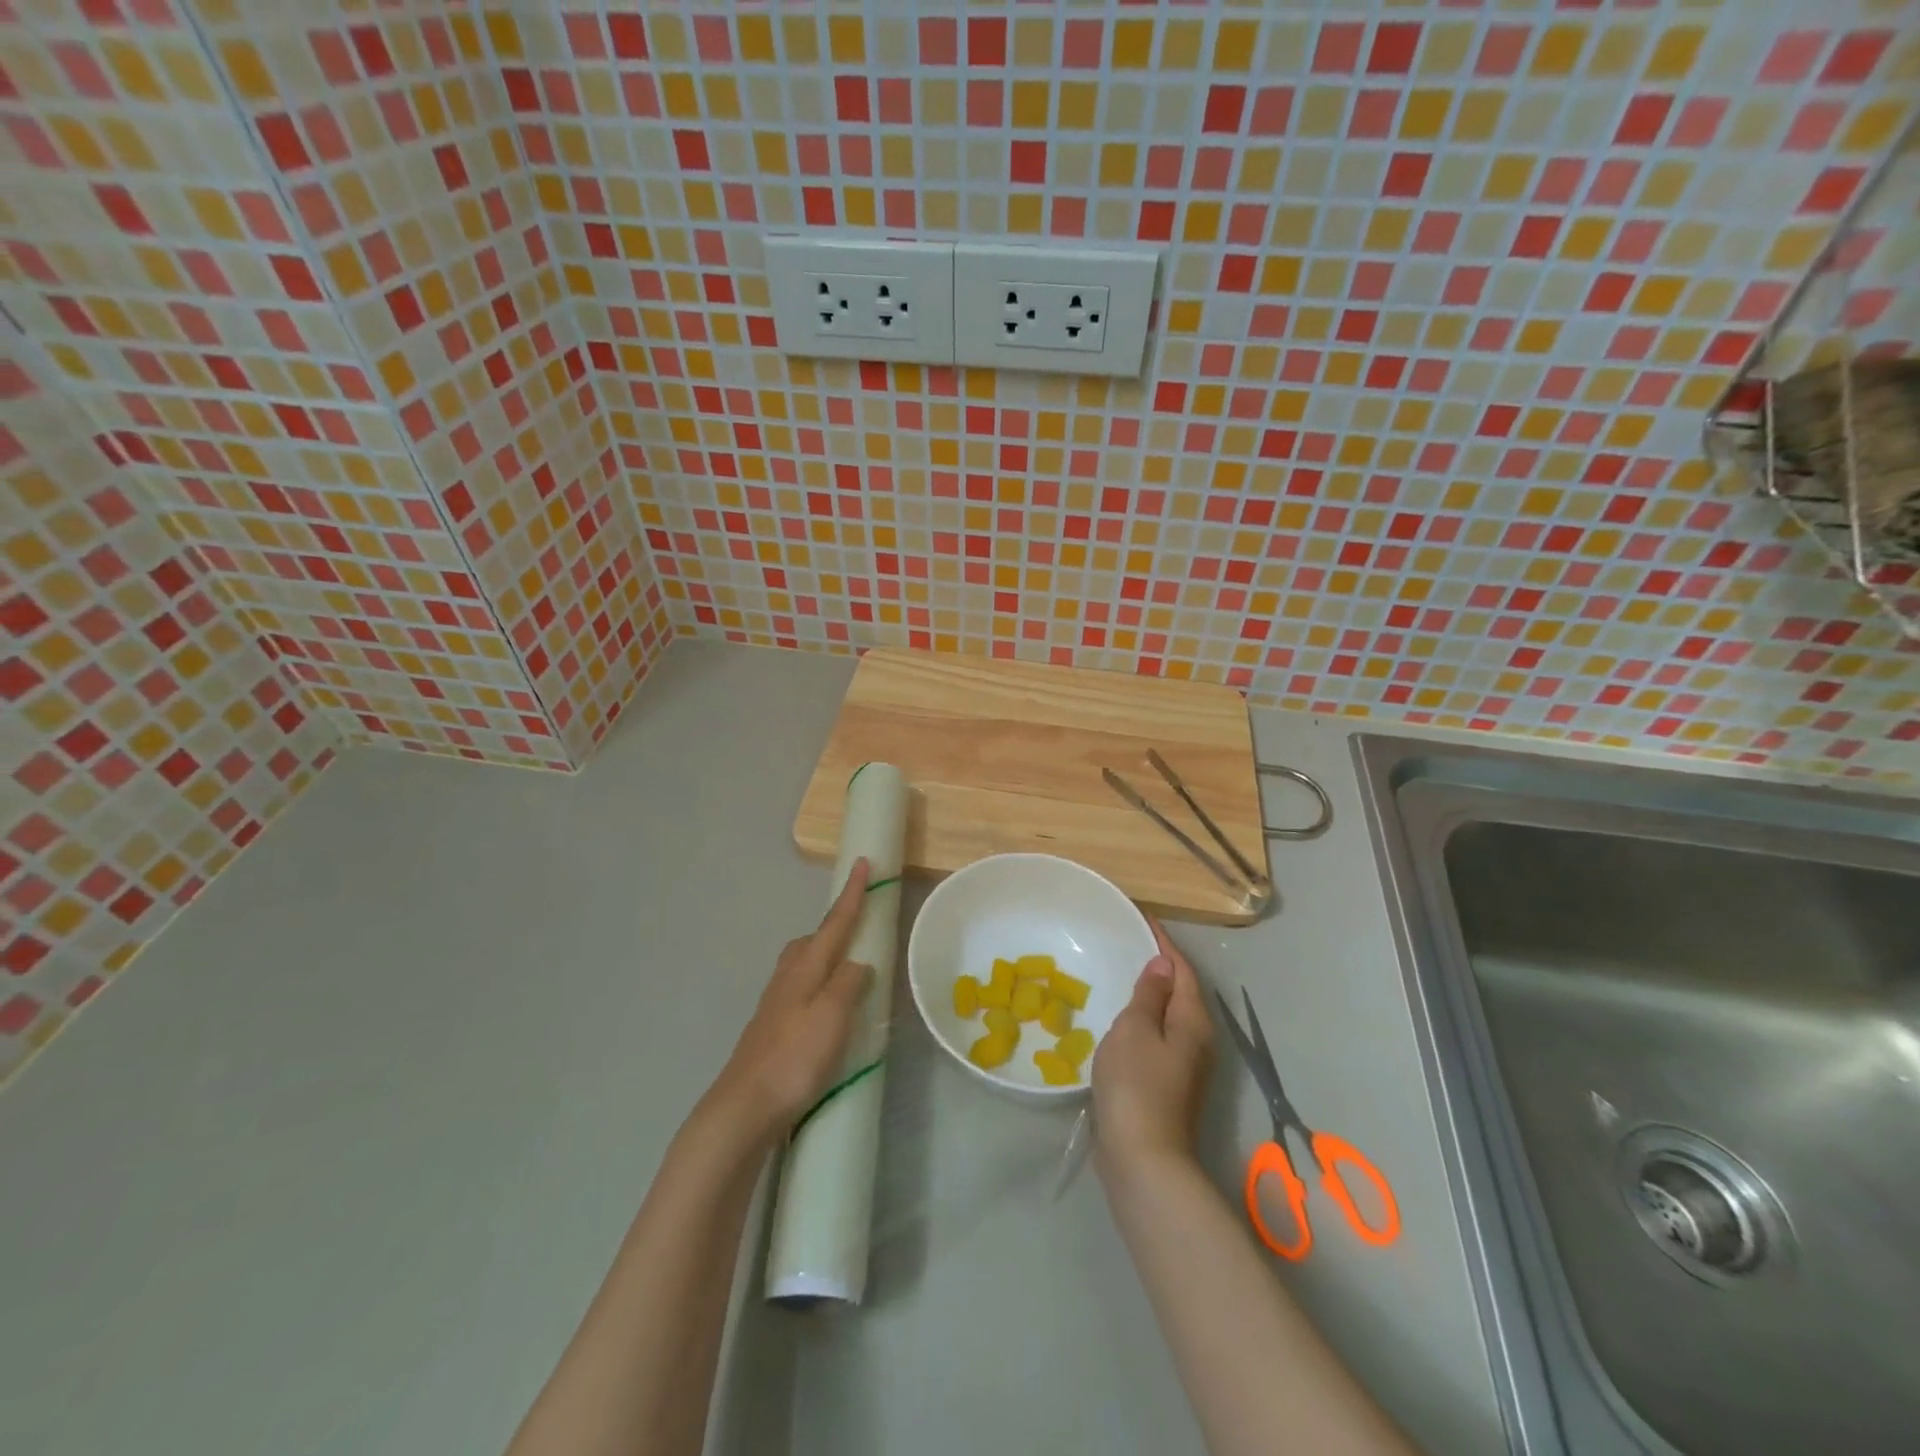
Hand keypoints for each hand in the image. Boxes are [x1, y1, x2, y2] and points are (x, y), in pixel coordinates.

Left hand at [707, 859, 874, 1141]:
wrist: (745, 1106)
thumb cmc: (795, 1058)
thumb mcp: (832, 1016)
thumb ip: (849, 984)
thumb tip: (859, 963)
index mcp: (806, 967)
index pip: (835, 922)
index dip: (852, 894)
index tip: (862, 862)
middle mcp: (788, 977)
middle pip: (813, 939)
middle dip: (836, 926)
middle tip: (859, 925)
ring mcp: (775, 1002)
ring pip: (803, 963)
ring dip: (825, 956)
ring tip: (848, 968)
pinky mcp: (771, 1027)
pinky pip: (800, 988)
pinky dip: (817, 984)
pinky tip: (825, 1007)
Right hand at [1092, 919, 1213, 1182]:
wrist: (1142, 1158)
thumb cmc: (1136, 1084)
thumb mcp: (1136, 1029)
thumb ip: (1149, 994)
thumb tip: (1164, 965)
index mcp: (1193, 1020)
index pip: (1182, 969)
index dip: (1164, 943)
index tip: (1143, 918)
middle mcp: (1198, 1040)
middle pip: (1181, 991)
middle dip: (1160, 966)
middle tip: (1129, 942)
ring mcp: (1186, 1065)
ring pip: (1170, 1016)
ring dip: (1152, 994)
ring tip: (1123, 974)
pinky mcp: (1169, 1084)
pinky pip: (1159, 1037)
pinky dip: (1144, 1019)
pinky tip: (1121, 1020)